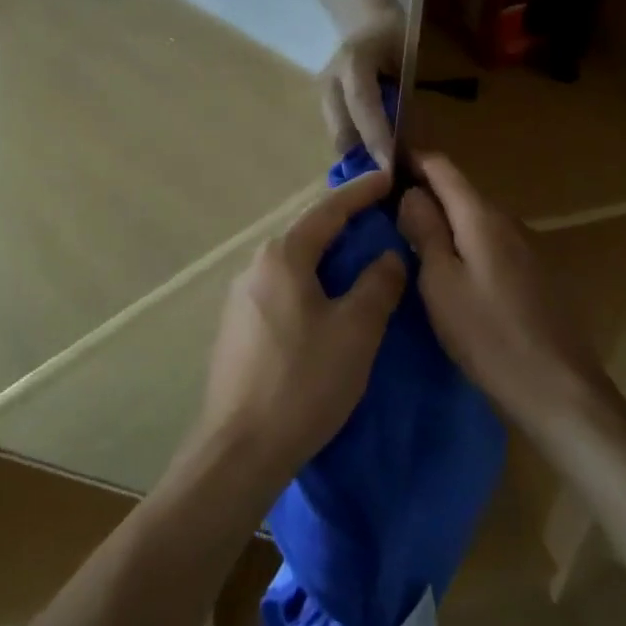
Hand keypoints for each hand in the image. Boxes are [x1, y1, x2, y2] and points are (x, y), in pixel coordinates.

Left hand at [197, 170, 405, 483]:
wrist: (241, 447)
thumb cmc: (304, 382)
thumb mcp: (356, 331)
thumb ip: (378, 285)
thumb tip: (389, 256)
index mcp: (283, 257)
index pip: (327, 211)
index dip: (361, 194)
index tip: (387, 179)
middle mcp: (255, 266)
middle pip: (307, 235)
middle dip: (344, 226)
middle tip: (379, 223)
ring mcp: (240, 297)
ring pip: (293, 265)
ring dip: (326, 259)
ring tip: (358, 264)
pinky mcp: (236, 327)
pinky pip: (281, 290)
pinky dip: (309, 285)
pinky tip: (325, 306)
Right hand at [319, 12, 403, 167]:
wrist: (365, 18)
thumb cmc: (394, 36)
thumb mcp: (407, 59)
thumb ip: (404, 99)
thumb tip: (408, 144)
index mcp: (353, 60)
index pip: (362, 104)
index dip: (376, 136)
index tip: (390, 166)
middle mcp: (331, 78)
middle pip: (341, 128)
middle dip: (364, 157)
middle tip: (390, 178)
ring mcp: (322, 91)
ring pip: (337, 135)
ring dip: (358, 155)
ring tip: (382, 171)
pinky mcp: (321, 103)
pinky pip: (338, 132)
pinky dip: (354, 146)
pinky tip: (371, 157)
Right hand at [398, 154, 614, 432]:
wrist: (559, 391)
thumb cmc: (488, 335)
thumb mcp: (440, 282)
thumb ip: (425, 230)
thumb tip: (411, 192)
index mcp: (482, 217)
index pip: (443, 168)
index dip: (412, 160)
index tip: (380, 165)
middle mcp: (508, 222)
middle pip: (460, 192)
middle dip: (424, 192)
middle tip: (384, 206)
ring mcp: (526, 248)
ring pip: (475, 219)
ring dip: (443, 219)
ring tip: (408, 235)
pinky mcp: (534, 275)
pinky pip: (489, 243)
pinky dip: (463, 242)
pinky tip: (447, 267)